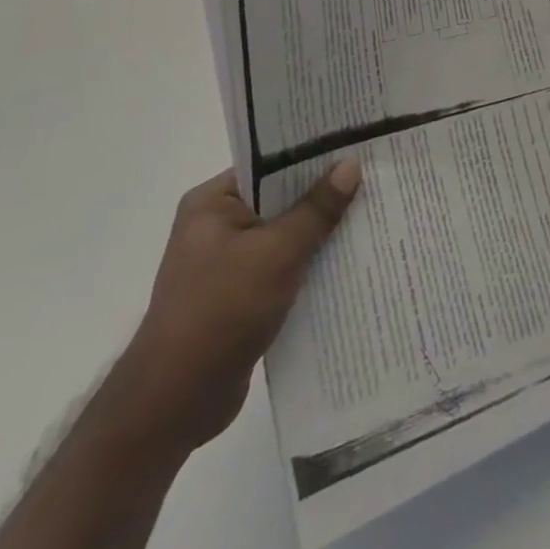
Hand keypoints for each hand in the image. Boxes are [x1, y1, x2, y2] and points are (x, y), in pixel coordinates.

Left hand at [111, 163, 360, 457]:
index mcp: (212, 203)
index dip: (312, 155)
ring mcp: (226, 264)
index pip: (269, 164)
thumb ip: (316, 209)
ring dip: (319, 233)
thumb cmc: (221, 312)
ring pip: (285, 235)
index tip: (355, 145)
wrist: (175, 403)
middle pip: (280, 199)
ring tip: (371, 214)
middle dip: (323, 194)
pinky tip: (348, 261)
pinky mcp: (238, 297)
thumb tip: (350, 165)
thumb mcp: (277, 253)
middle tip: (374, 176)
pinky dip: (309, 265)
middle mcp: (216, 226)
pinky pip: (283, 267)